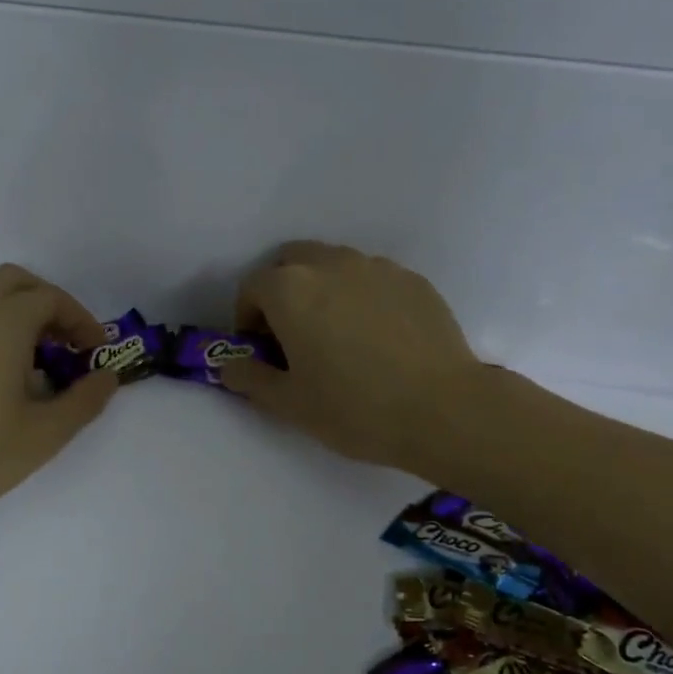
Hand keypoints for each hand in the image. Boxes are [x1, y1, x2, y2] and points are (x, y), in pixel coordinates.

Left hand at [0, 265, 119, 528]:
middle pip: (15, 281)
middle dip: (48, 302)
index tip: (96, 350)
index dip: (81, 320)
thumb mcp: (46, 434)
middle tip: (67, 341)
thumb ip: (85, 400)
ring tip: (34, 352)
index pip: (51, 299)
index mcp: (2, 324)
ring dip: (16, 308)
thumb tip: (108, 377)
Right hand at [220, 242, 480, 471]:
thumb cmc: (355, 408)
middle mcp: (331, 264)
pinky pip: (373, 279)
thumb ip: (250, 378)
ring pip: (334, 266)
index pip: (252, 287)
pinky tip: (379, 338)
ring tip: (339, 336)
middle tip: (295, 336)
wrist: (443, 410)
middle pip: (291, 263)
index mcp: (291, 289)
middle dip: (283, 293)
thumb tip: (228, 364)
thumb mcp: (290, 404)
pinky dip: (362, 297)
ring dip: (323, 290)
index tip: (263, 351)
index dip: (248, 319)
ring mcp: (377, 267)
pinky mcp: (413, 280)